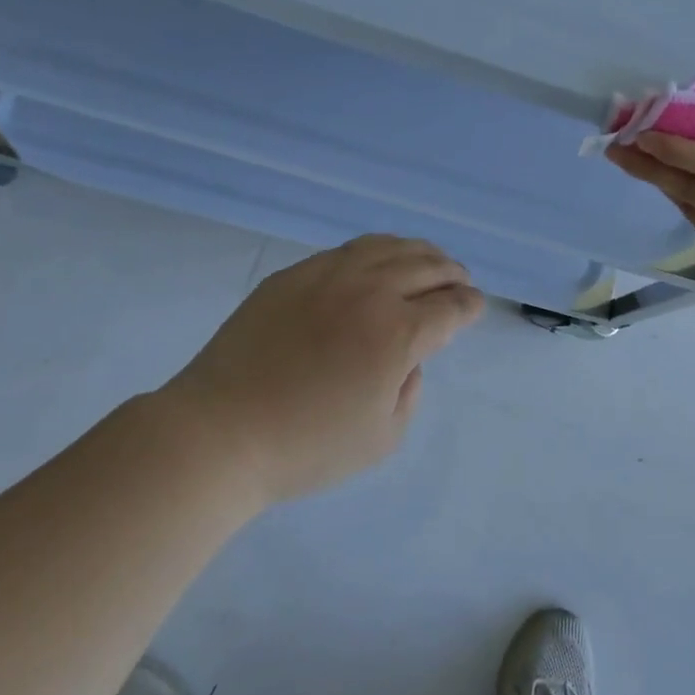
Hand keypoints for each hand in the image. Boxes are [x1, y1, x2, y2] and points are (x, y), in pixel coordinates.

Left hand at [152, 235, 483, 505]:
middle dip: (452, 273)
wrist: (219, 433)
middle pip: (426, 266)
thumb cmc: (306, 447)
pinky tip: (377, 261)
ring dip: (418, 252)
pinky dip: (376, 251)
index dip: (470, 306)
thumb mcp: (382, 438)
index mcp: (398, 333)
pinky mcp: (293, 276)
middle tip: (460, 281)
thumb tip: (406, 361)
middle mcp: (370, 291)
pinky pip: (347, 250)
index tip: (475, 307)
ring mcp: (327, 276)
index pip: (451, 306)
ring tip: (428, 260)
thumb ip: (409, 392)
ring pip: (387, 247)